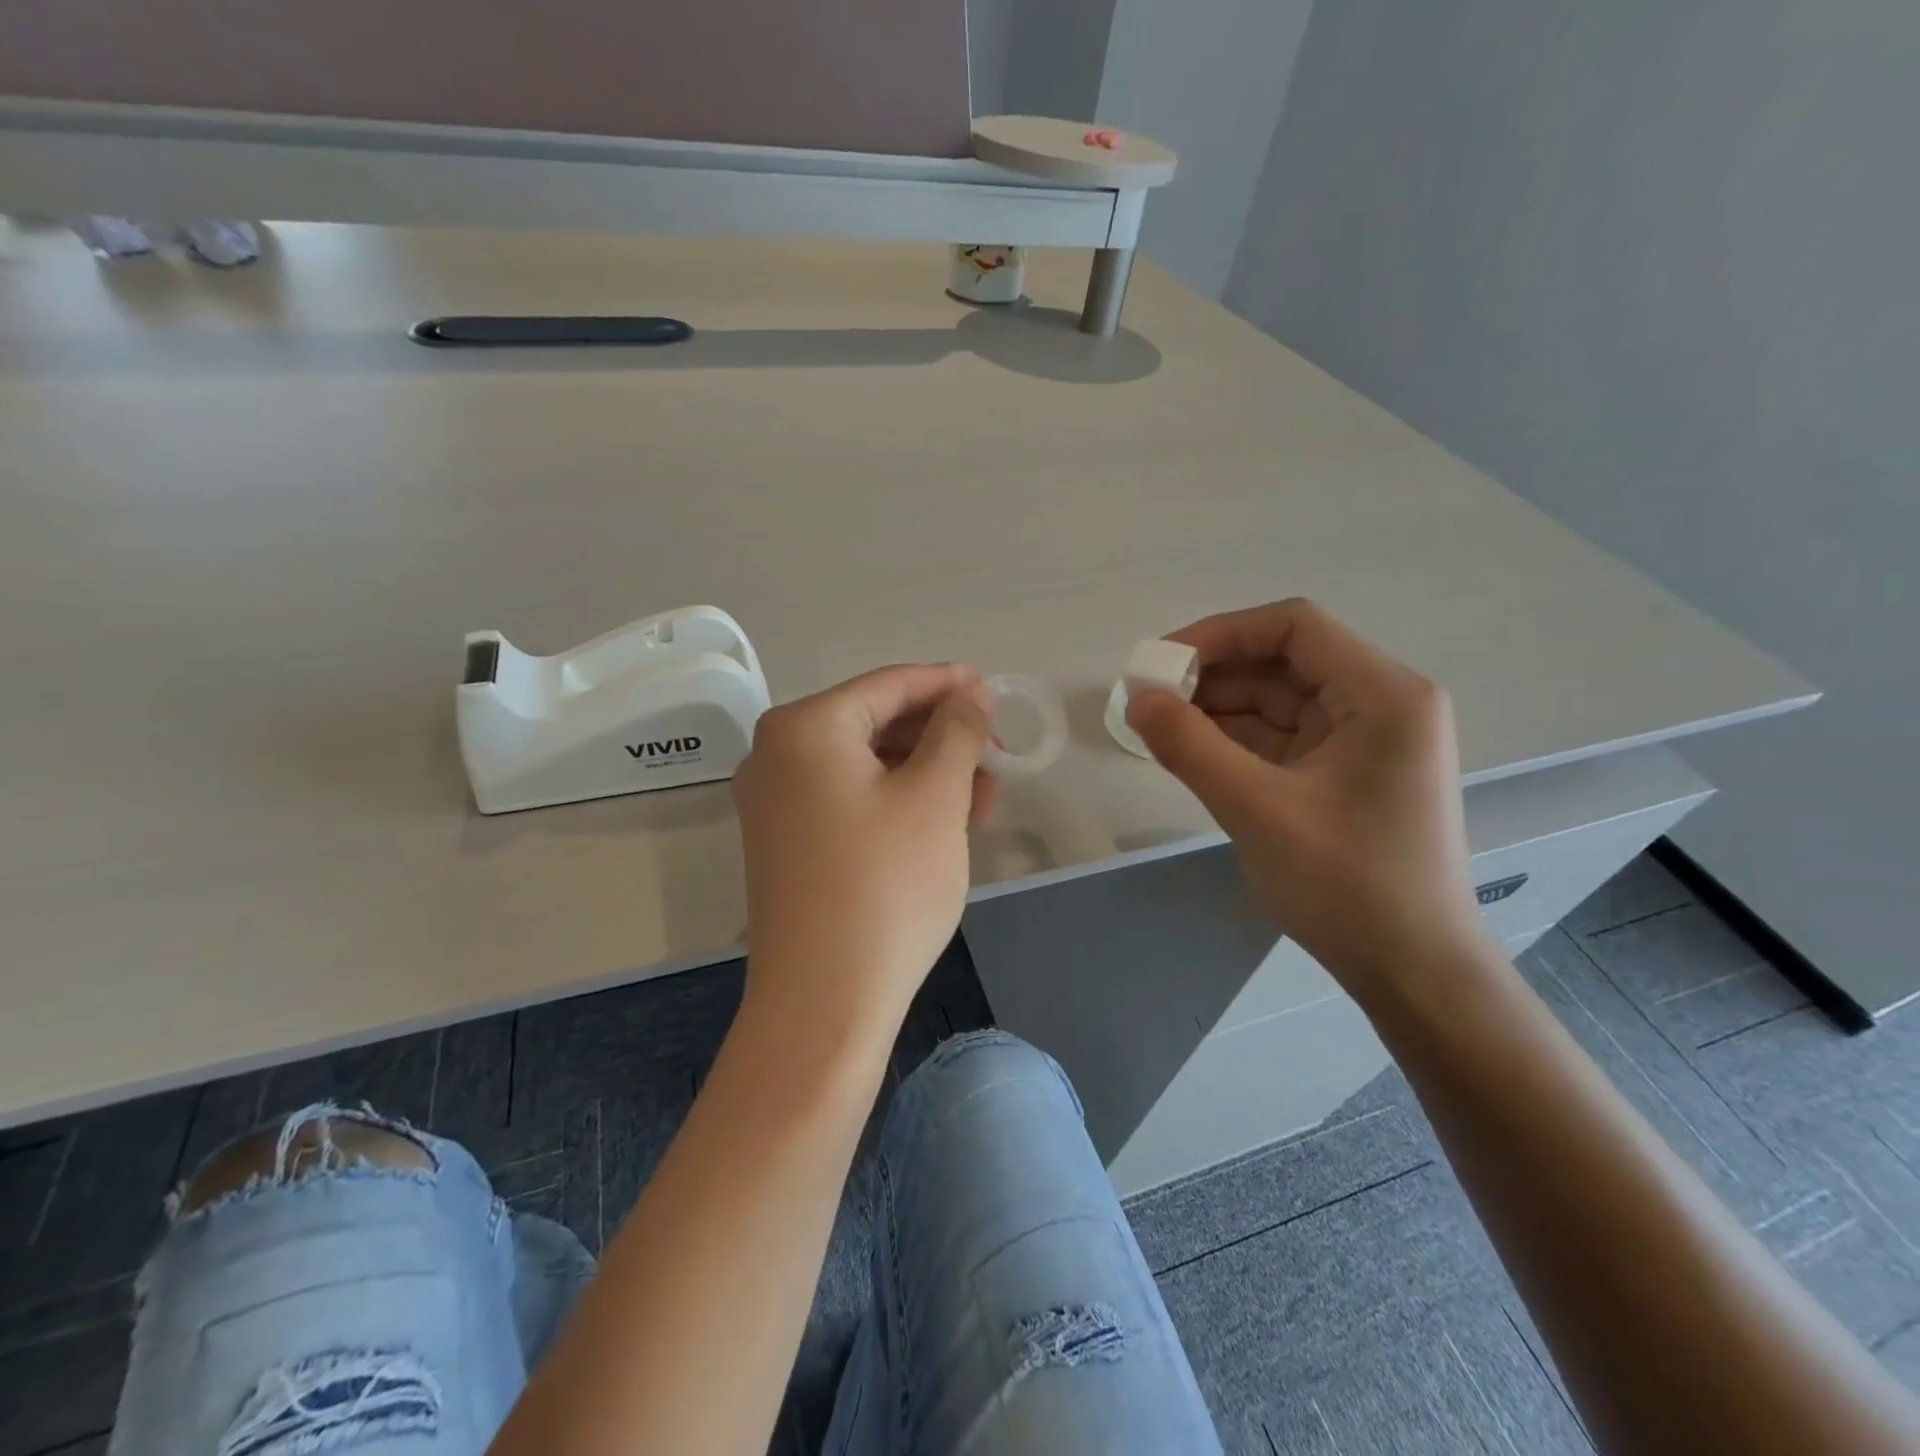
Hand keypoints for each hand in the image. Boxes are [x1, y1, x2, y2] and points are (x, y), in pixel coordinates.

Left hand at [732, 664, 994, 1037]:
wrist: (824, 1001)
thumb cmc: (886, 885)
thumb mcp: (936, 796)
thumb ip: (957, 730)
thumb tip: (970, 694)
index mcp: (805, 728)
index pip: (888, 685)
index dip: (946, 684)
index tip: (993, 688)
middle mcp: (776, 755)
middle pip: (874, 723)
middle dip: (940, 735)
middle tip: (996, 751)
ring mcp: (775, 803)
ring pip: (866, 766)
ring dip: (926, 772)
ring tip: (985, 793)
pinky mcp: (786, 844)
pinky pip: (850, 800)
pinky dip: (897, 801)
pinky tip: (945, 820)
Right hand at [1126, 599, 1490, 995]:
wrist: (1411, 972)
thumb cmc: (1346, 886)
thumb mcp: (1257, 810)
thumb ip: (1190, 746)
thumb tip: (1137, 699)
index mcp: (1383, 695)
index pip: (1294, 627)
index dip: (1220, 633)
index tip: (1162, 662)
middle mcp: (1380, 703)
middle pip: (1283, 661)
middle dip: (1213, 675)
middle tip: (1149, 698)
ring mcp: (1364, 740)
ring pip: (1277, 700)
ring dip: (1218, 708)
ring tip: (1158, 726)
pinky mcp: (1344, 772)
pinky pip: (1281, 737)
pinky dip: (1234, 739)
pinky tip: (1190, 750)